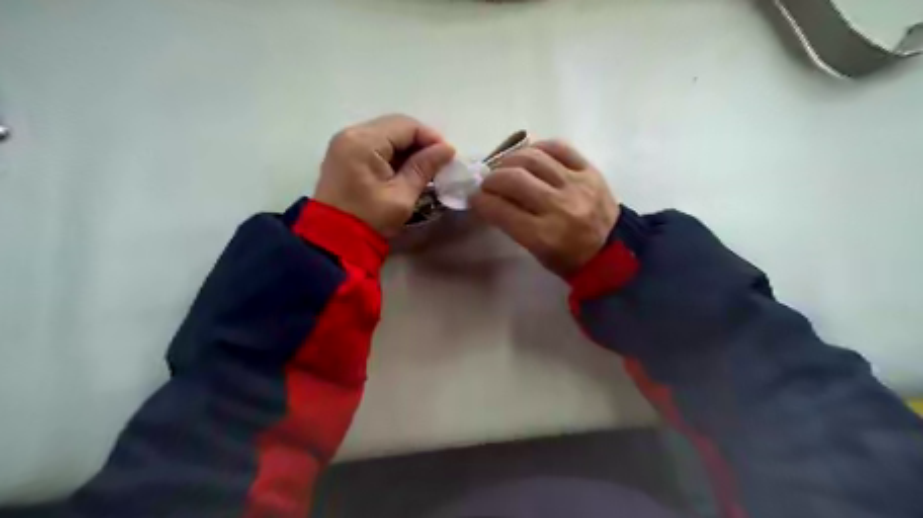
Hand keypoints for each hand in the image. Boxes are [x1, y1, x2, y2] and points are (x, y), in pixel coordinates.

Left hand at [316, 114, 455, 235]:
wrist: (334, 240)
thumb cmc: (370, 219)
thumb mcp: (402, 195)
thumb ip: (424, 167)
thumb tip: (447, 149)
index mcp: (364, 141)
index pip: (406, 126)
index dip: (431, 138)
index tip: (448, 156)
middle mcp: (351, 133)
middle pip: (395, 126)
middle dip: (420, 142)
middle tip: (438, 162)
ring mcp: (345, 143)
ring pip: (386, 134)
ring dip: (407, 148)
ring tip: (424, 168)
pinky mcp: (344, 154)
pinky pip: (375, 145)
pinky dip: (393, 154)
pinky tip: (406, 170)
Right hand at [470, 139, 619, 279]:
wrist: (612, 250)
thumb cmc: (568, 258)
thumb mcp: (536, 251)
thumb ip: (512, 224)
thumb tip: (488, 197)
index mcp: (544, 236)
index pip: (500, 210)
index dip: (480, 200)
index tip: (474, 197)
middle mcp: (559, 207)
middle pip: (514, 179)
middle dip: (491, 179)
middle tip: (487, 183)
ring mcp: (577, 185)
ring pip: (533, 158)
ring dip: (510, 160)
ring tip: (506, 167)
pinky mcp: (590, 171)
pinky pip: (559, 147)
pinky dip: (538, 147)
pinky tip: (530, 155)